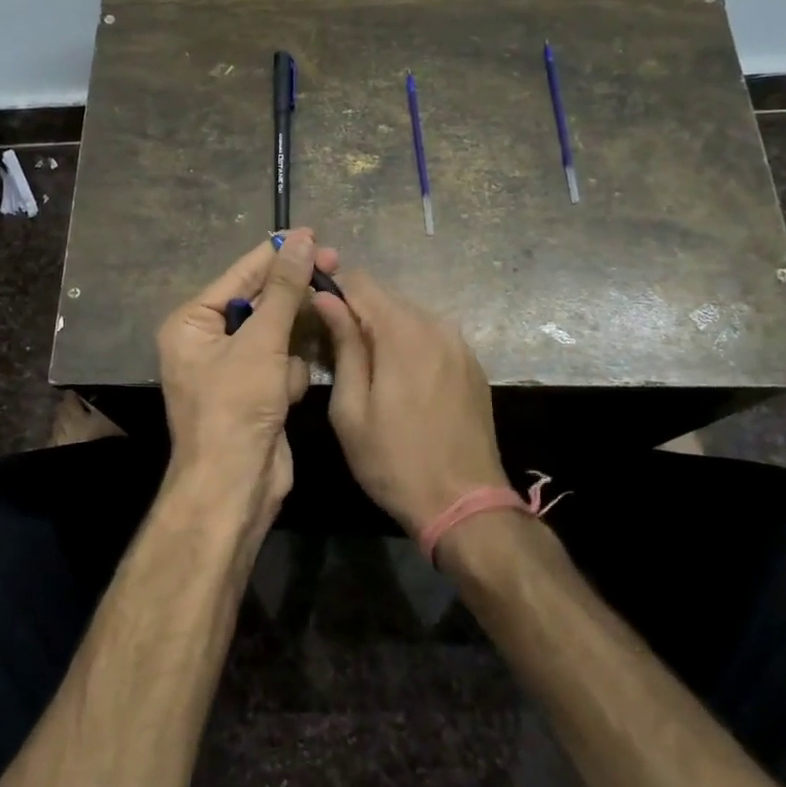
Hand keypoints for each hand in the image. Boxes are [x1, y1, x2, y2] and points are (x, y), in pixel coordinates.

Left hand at [155, 229, 338, 539]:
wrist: (235, 487)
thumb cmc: (236, 407)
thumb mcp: (261, 342)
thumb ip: (283, 289)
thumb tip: (301, 238)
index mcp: (191, 323)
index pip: (240, 275)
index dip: (277, 254)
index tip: (314, 234)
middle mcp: (207, 340)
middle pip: (260, 302)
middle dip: (290, 300)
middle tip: (334, 267)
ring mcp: (232, 367)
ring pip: (277, 334)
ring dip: (289, 350)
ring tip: (288, 367)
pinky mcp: (255, 391)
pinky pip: (281, 364)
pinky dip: (289, 377)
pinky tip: (285, 397)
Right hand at [311, 272, 510, 537]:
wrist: (466, 504)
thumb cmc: (394, 461)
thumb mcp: (351, 408)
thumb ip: (343, 345)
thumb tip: (326, 298)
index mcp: (403, 331)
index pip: (361, 282)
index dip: (333, 287)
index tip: (313, 306)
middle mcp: (436, 325)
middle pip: (386, 297)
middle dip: (357, 311)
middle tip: (333, 343)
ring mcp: (460, 344)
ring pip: (409, 317)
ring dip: (383, 329)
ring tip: (364, 365)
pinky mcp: (472, 364)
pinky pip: (431, 337)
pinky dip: (409, 344)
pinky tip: (399, 378)